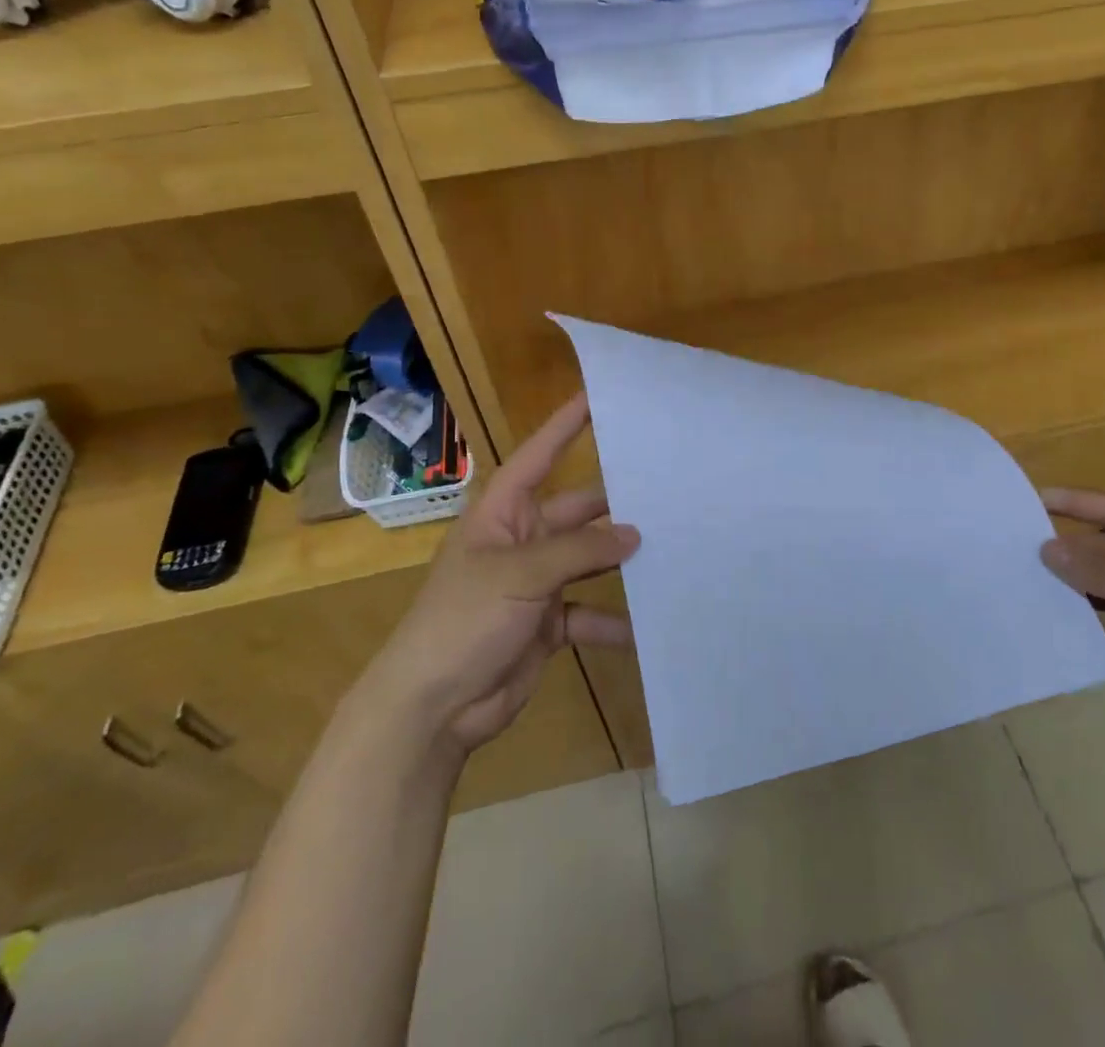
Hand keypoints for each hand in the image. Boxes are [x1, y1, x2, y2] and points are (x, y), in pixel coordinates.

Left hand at [354, 393, 640, 756]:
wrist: (432, 709)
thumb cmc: (463, 621)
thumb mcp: (519, 575)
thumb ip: (580, 551)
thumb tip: (634, 534)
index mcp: (503, 513)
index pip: (539, 456)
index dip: (566, 425)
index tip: (599, 396)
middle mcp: (523, 540)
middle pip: (578, 510)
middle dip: (617, 502)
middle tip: (668, 488)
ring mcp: (537, 583)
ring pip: (590, 559)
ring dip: (622, 560)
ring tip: (673, 547)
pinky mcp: (548, 624)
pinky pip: (589, 613)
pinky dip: (614, 621)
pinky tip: (649, 625)